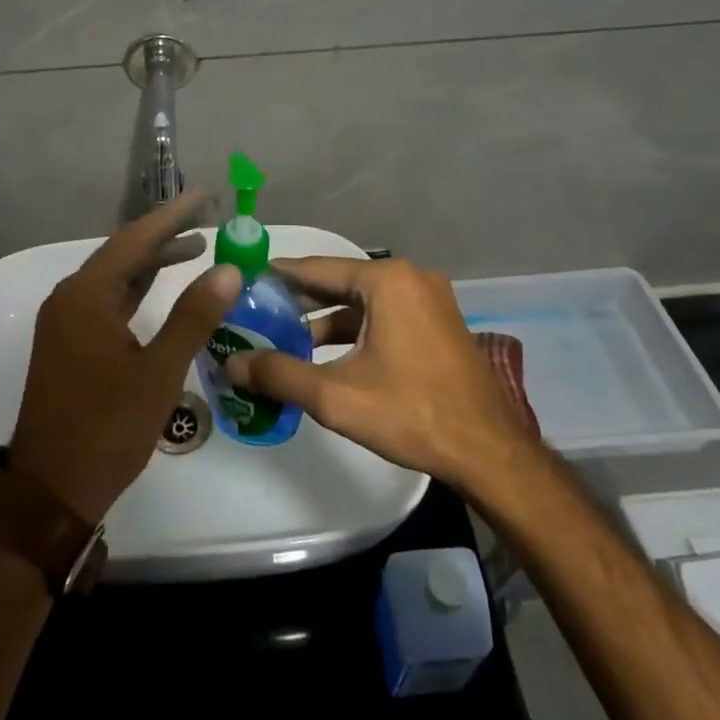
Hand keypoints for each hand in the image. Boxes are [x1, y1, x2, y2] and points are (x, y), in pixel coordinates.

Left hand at [8, 191, 239, 523]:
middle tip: (207, 218)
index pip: (135, 239)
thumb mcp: (159, 371)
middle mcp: (70, 298)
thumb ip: (193, 317)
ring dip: (152, 262)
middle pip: (123, 253)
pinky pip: (107, 300)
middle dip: (165, 235)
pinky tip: (161, 289)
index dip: (173, 216)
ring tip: (195, 248)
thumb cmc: (107, 427)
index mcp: (87, 296)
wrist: (51, 489)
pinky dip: (136, 289)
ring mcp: (65, 321)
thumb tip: (228, 269)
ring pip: (114, 277)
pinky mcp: (68, 343)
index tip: (205, 196)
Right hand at [224, 257, 541, 493]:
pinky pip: (384, 314)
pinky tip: (327, 354)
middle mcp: (409, 278)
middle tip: (257, 311)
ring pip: (363, 301)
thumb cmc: (410, 413)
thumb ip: (279, 374)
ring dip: (326, 319)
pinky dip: (354, 329)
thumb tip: (232, 364)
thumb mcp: (336, 396)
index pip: (317, 268)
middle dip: (299, 300)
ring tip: (285, 338)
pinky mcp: (438, 322)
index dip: (278, 276)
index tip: (244, 280)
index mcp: (387, 280)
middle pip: (340, 281)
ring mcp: (429, 299)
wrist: (488, 451)